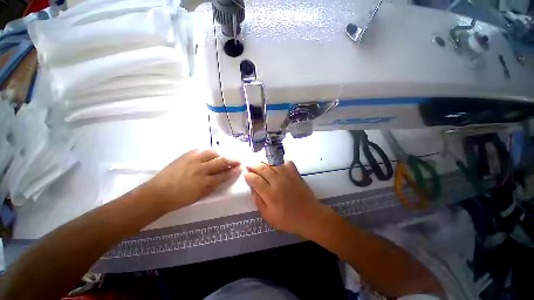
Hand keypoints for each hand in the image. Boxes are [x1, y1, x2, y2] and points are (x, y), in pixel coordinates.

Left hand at [144, 149, 240, 211]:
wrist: (158, 193)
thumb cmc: (180, 199)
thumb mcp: (200, 195)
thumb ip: (214, 185)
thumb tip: (223, 177)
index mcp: (205, 183)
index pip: (225, 174)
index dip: (234, 171)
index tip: (240, 167)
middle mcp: (202, 169)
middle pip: (221, 161)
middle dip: (232, 160)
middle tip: (238, 160)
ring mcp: (193, 160)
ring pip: (213, 153)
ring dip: (221, 155)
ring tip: (223, 157)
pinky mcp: (186, 155)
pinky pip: (201, 150)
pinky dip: (208, 152)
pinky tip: (209, 155)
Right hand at [244, 161, 331, 235]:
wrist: (310, 216)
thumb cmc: (288, 219)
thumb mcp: (269, 216)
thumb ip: (258, 201)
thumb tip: (252, 189)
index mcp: (270, 194)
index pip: (255, 180)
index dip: (249, 175)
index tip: (245, 173)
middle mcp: (277, 181)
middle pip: (263, 169)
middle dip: (253, 165)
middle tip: (249, 165)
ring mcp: (287, 176)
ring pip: (273, 164)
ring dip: (264, 162)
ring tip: (259, 162)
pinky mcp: (295, 174)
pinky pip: (287, 163)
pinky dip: (280, 161)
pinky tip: (276, 163)